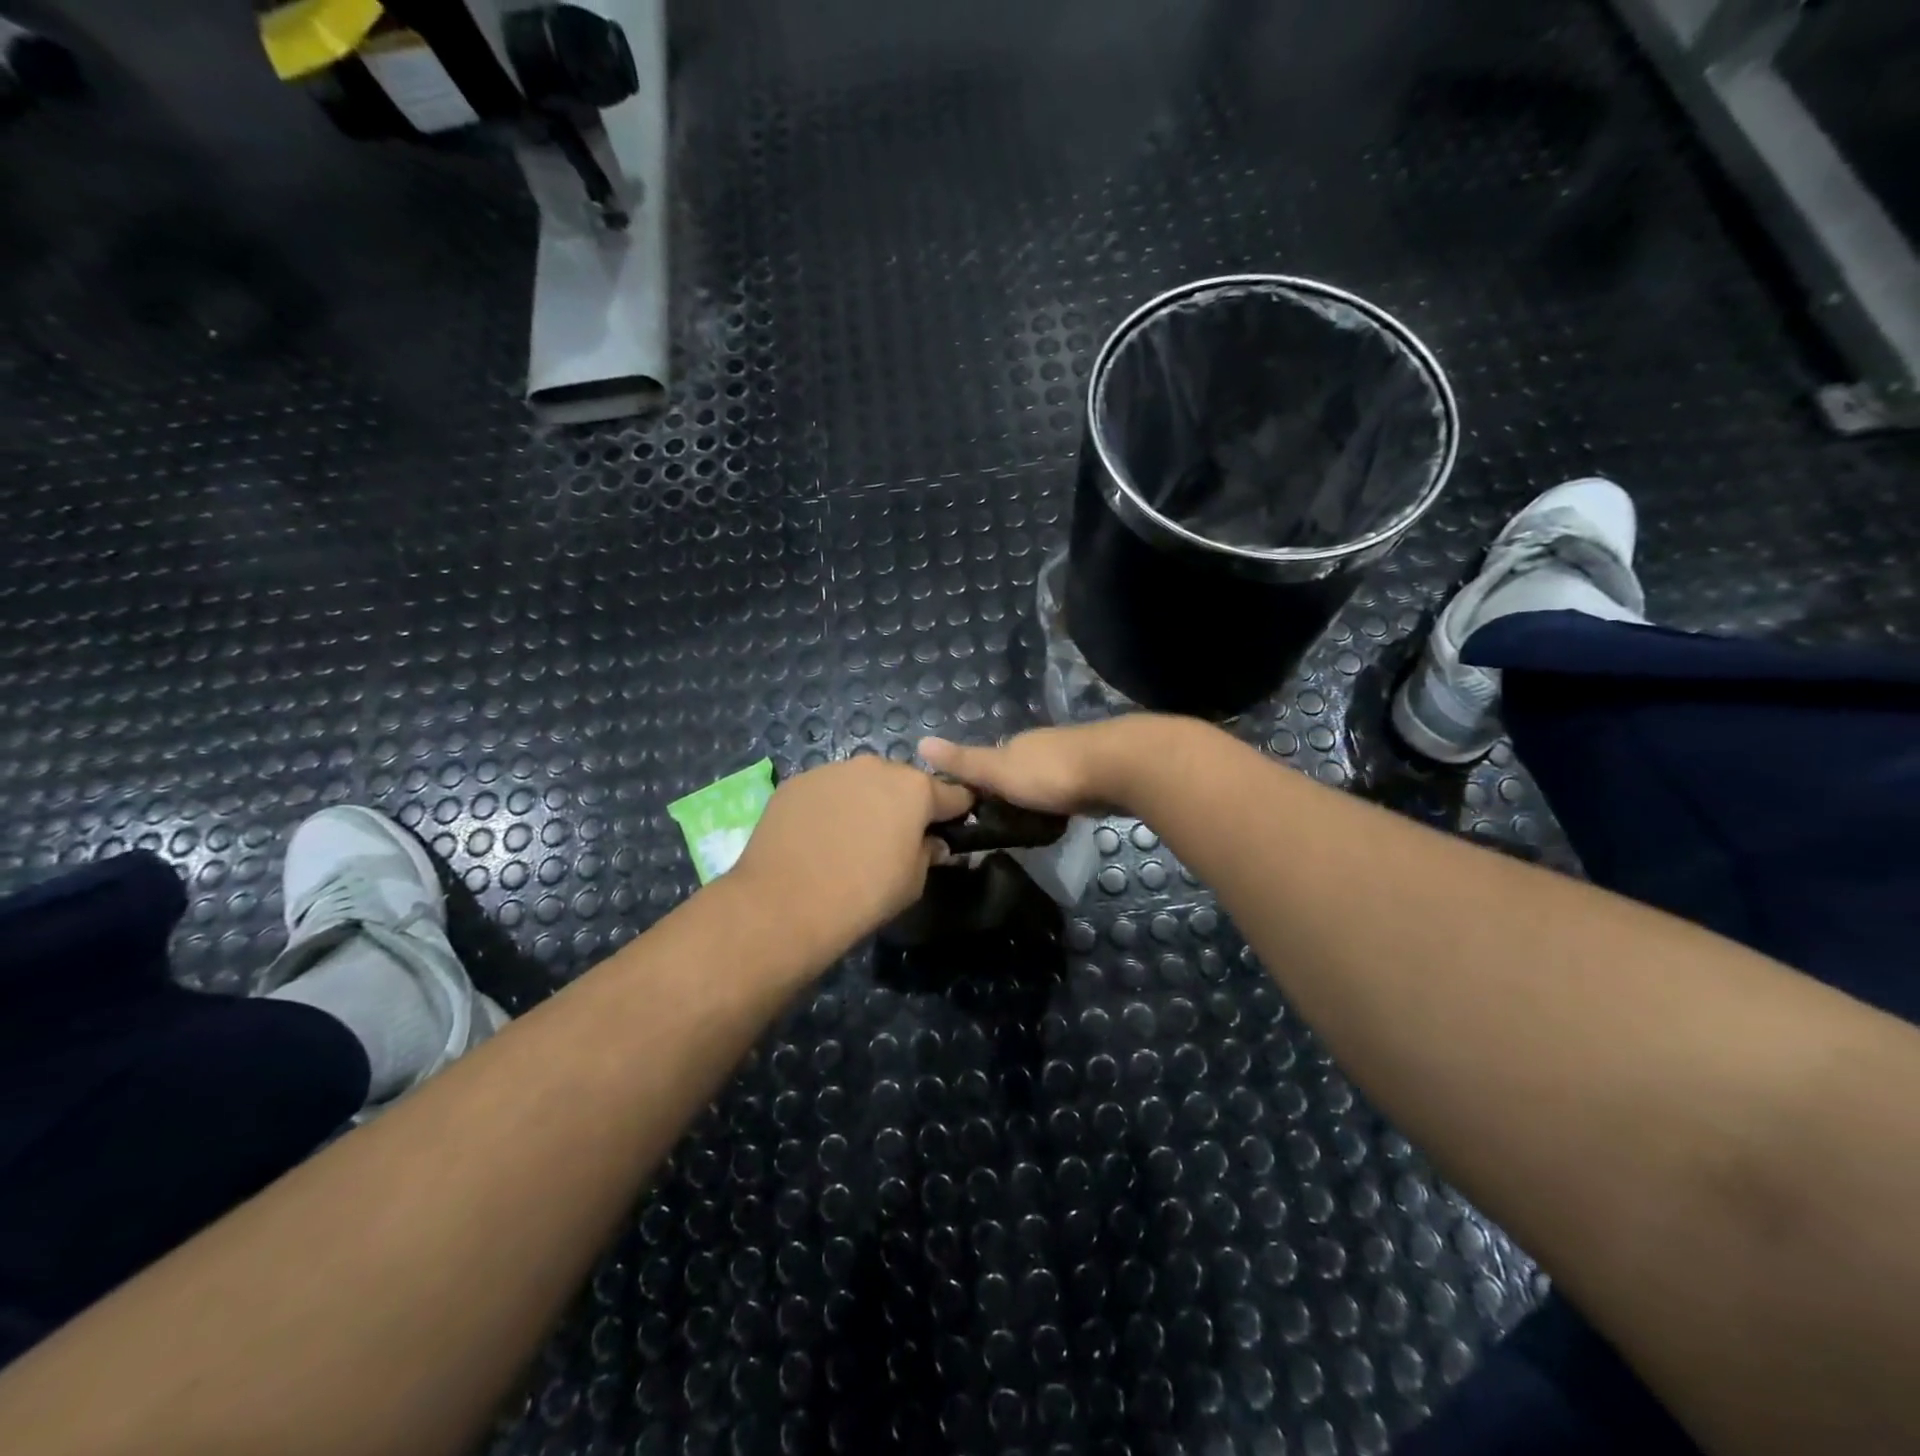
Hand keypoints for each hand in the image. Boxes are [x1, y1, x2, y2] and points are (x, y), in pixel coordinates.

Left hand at [728, 755, 973, 952]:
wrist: (785, 902)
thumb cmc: (863, 894)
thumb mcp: (913, 882)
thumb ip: (929, 853)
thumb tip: (931, 843)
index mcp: (914, 788)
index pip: (952, 792)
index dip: (956, 811)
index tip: (952, 827)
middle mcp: (875, 766)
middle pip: (902, 782)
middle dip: (903, 804)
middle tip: (893, 838)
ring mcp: (832, 770)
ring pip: (860, 783)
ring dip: (864, 802)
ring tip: (849, 839)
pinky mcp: (797, 782)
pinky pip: (826, 791)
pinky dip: (829, 808)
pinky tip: (817, 838)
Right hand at [918, 718, 1160, 815]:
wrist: (1120, 766)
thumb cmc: (1051, 772)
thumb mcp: (999, 770)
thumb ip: (964, 762)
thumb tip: (920, 742)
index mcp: (1019, 744)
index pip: (992, 761)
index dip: (981, 782)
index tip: (974, 809)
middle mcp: (1045, 745)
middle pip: (1022, 768)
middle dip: (1014, 790)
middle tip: (1005, 824)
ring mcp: (1076, 757)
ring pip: (1050, 778)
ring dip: (1042, 796)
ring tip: (1035, 825)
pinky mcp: (1101, 774)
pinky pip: (1075, 789)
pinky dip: (1067, 800)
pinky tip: (1068, 816)